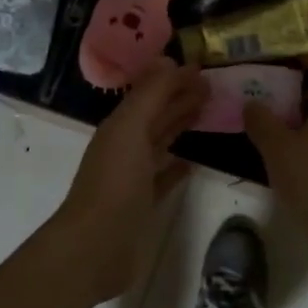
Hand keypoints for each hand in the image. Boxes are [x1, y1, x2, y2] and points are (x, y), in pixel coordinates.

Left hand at [38, 59, 205, 307]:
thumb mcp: (131, 130)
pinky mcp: (142, 204)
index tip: (204, 69)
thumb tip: (170, 61)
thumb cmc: (114, 183)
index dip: (173, 79)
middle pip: (156, 115)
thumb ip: (150, 95)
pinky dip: (177, 167)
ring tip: (208, 114)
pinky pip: (163, 177)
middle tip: (213, 87)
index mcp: (120, 126)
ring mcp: (133, 176)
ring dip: (180, 126)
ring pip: (161, 142)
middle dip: (180, 98)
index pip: (150, 93)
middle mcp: (125, 146)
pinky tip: (193, 162)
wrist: (95, 247)